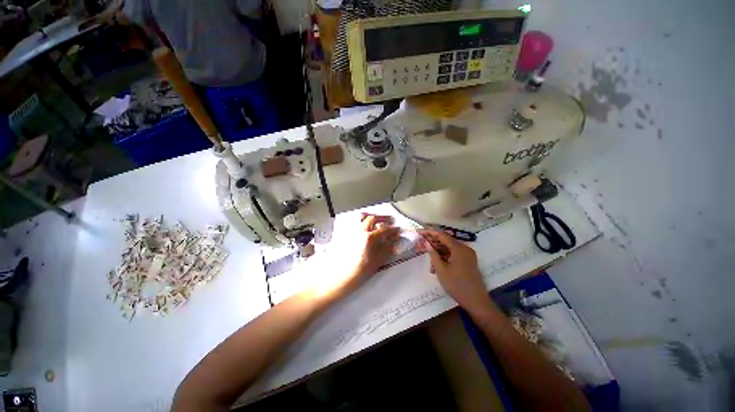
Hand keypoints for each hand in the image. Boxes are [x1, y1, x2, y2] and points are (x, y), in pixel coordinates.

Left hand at [304, 214, 399, 300]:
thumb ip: (386, 249)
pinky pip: (355, 224)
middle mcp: (359, 231)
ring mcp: (351, 232)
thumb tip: (393, 242)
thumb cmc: (357, 273)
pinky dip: (362, 222)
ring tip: (377, 221)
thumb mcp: (376, 262)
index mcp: (368, 238)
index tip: (397, 230)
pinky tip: (365, 229)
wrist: (338, 278)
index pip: (384, 229)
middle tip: (389, 221)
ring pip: (361, 218)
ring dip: (371, 217)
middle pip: (372, 218)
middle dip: (382, 218)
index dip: (393, 229)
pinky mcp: (345, 235)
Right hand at [419, 230, 491, 315]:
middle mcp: (465, 248)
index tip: (419, 232)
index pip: (442, 235)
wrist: (476, 302)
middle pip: (446, 241)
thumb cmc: (457, 285)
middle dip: (433, 244)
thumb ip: (433, 254)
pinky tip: (437, 268)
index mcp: (459, 248)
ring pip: (449, 249)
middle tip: (421, 247)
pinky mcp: (468, 261)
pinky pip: (454, 255)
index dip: (429, 232)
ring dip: (438, 254)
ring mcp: (468, 255)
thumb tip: (427, 243)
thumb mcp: (441, 270)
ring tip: (430, 266)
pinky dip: (445, 259)